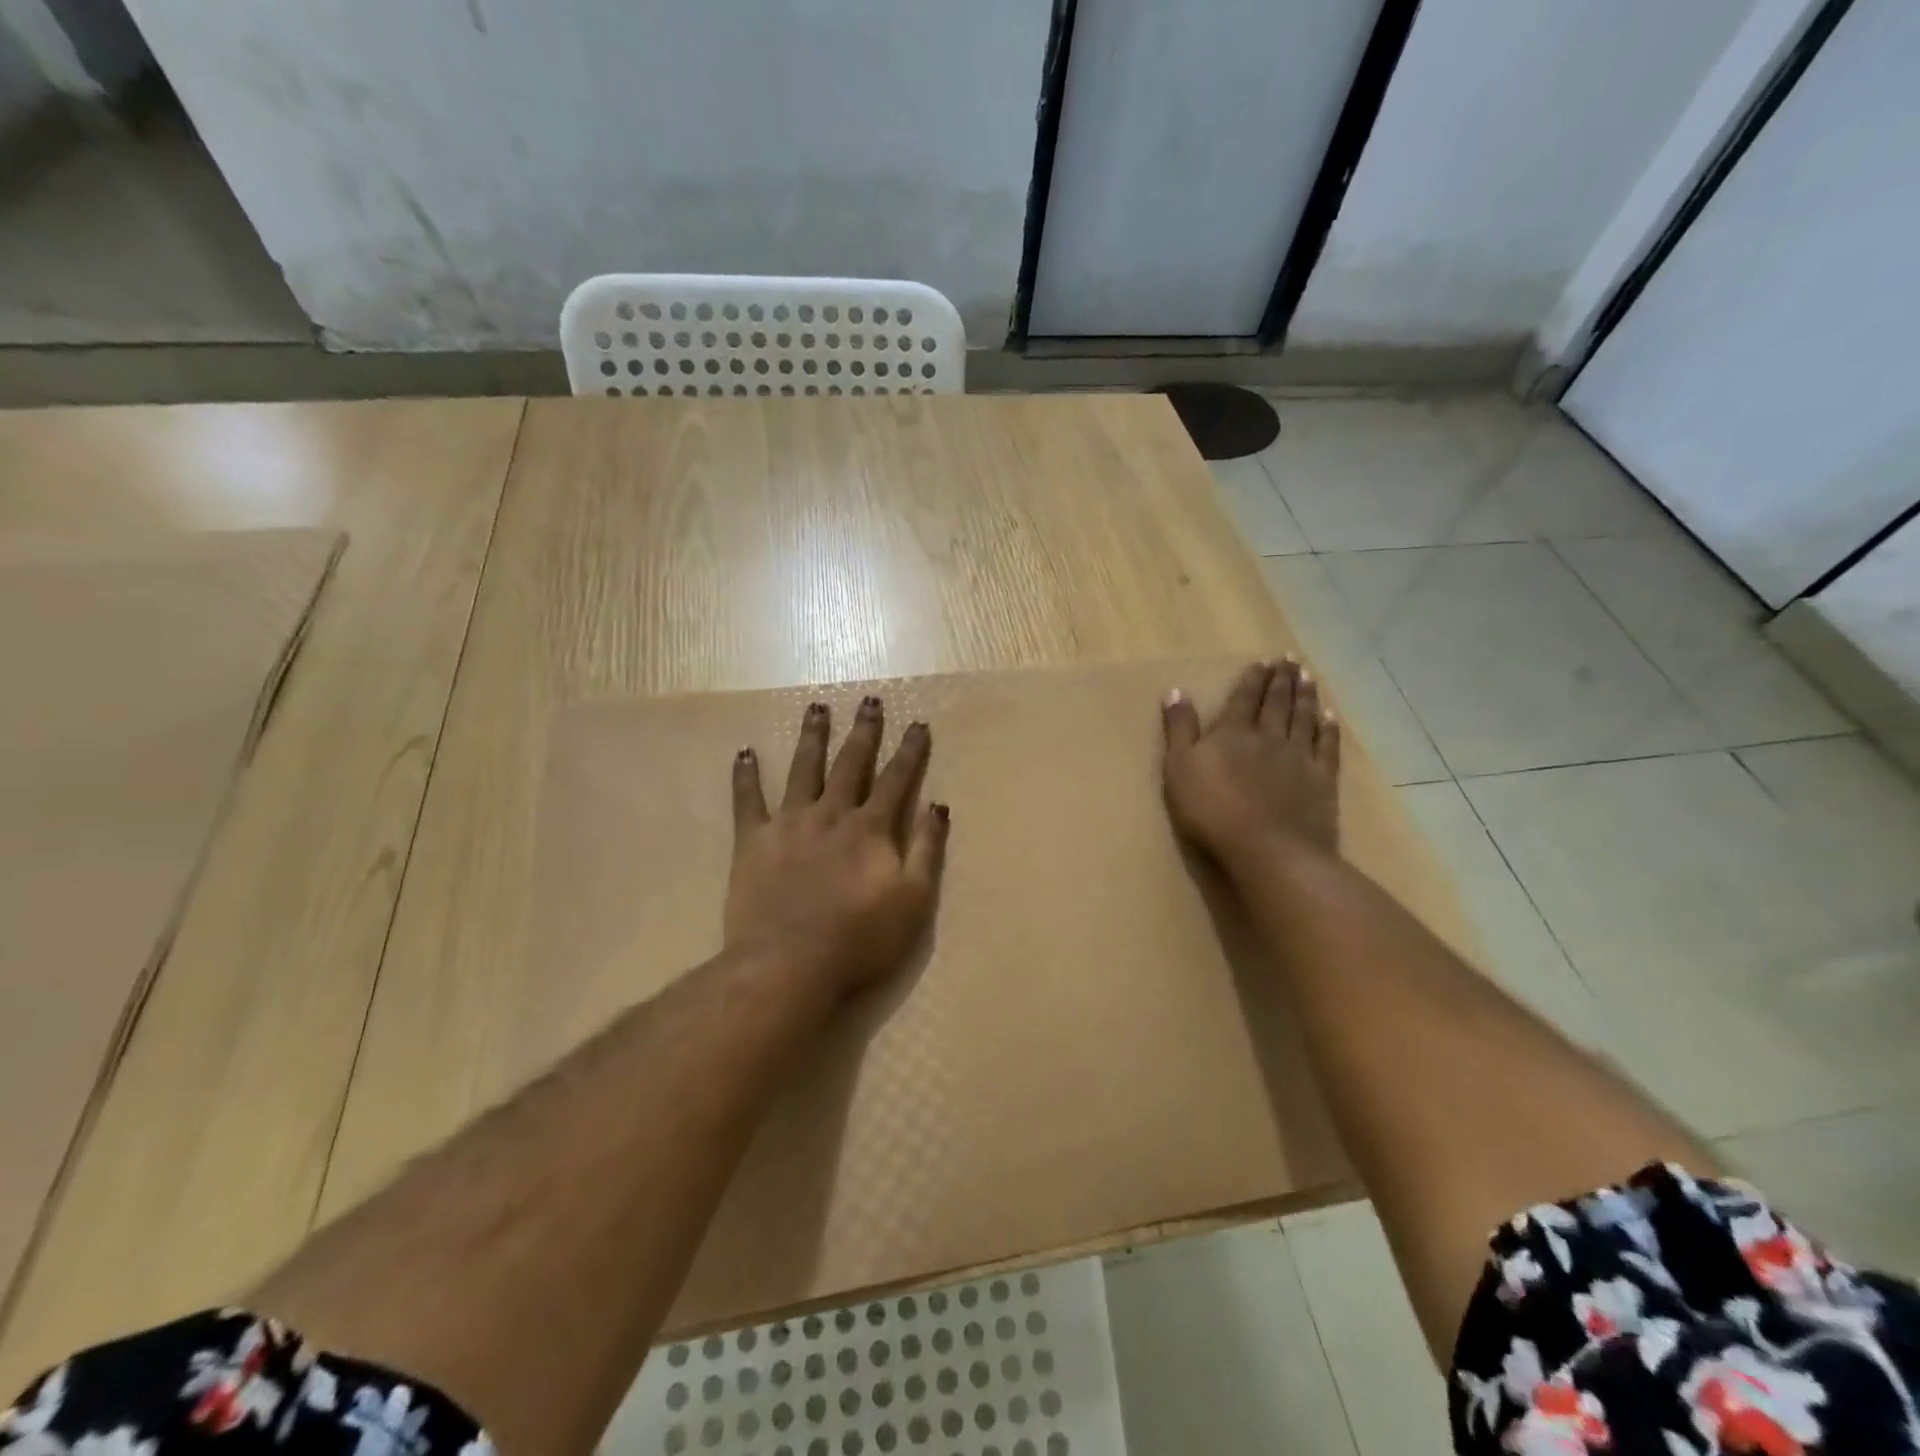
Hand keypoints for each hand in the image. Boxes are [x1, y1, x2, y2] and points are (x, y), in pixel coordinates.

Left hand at [726, 696, 949, 999]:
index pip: (896, 780)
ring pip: (803, 769)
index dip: (910, 751)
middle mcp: (831, 814)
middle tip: (869, 701)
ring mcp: (790, 823)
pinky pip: (748, 800)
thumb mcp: (913, 899)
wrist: (788, 963)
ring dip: (812, 737)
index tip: (918, 724)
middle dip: (863, 731)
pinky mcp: (753, 841)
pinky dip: (746, 775)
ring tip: (816, 708)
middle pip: (850, 763)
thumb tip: (939, 805)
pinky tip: (745, 752)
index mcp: (871, 828)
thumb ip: (927, 849)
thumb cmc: (860, 938)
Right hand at [1161, 658, 1340, 866]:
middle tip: (1290, 659)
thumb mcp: (1179, 769)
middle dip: (1282, 679)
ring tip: (1308, 677)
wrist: (1268, 849)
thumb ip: (1179, 730)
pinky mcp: (1322, 780)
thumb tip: (1176, 691)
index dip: (1253, 679)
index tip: (1263, 661)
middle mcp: (1269, 736)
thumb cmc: (1212, 811)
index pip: (1245, 698)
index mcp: (1233, 733)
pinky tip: (1330, 716)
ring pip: (1303, 718)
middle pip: (1277, 702)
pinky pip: (1327, 746)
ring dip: (1306, 695)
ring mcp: (1299, 757)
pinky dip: (1329, 728)